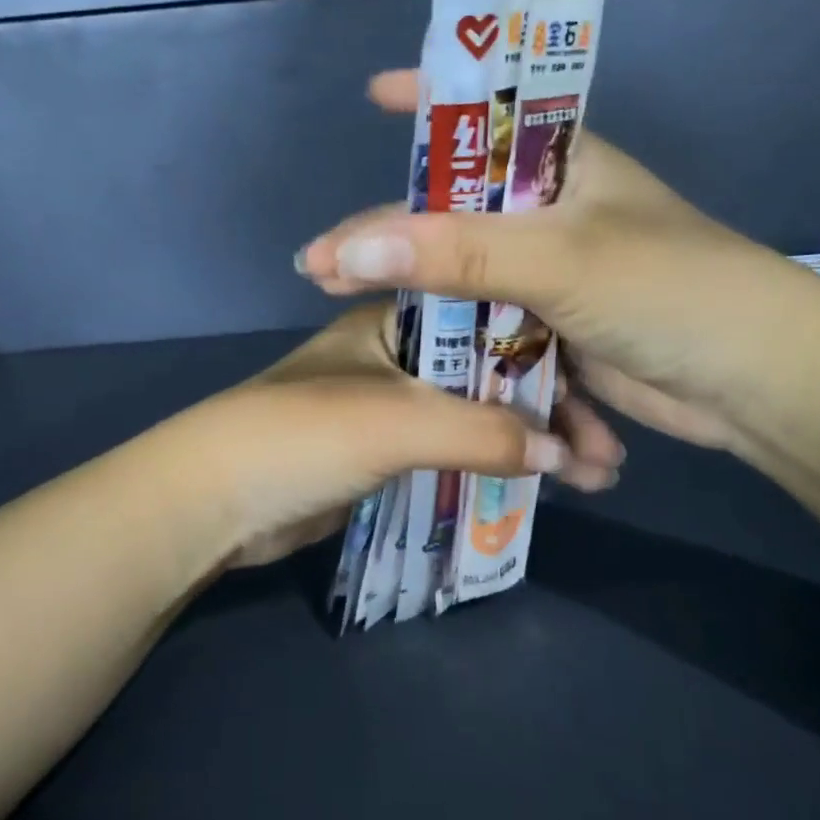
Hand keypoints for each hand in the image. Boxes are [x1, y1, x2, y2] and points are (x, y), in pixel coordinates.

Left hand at [181, 301, 625, 568]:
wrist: (213, 502)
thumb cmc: (301, 436)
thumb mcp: (397, 420)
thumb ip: (483, 433)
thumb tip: (564, 454)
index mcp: (395, 320)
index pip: (488, 317)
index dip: (545, 348)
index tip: (601, 379)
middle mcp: (397, 353)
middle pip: (488, 371)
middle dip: (546, 405)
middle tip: (606, 445)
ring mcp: (391, 404)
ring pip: (475, 413)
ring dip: (525, 440)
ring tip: (593, 473)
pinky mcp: (384, 451)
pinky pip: (453, 450)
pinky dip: (492, 465)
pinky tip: (540, 482)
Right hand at [294, 70, 819, 455]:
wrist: (754, 384)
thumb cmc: (669, 290)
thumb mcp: (558, 258)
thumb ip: (456, 252)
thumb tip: (347, 249)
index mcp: (562, 165)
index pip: (485, 111)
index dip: (430, 97)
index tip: (372, 95)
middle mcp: (553, 215)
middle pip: (457, 212)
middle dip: (392, 234)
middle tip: (323, 261)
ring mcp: (553, 277)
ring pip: (468, 278)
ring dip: (418, 298)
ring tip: (345, 305)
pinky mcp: (557, 332)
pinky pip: (494, 332)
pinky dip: (463, 347)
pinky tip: (411, 358)